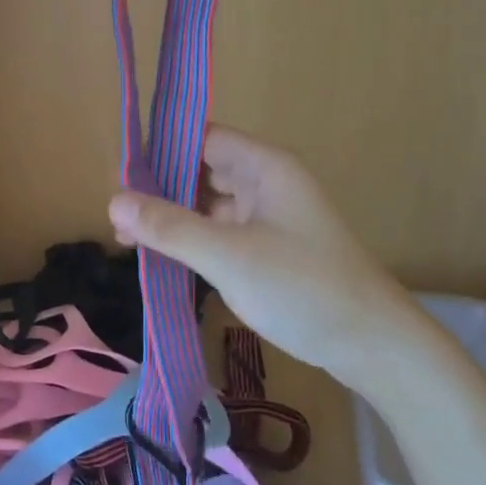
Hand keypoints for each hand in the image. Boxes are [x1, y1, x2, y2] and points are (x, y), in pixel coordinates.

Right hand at [107, 126, 408, 376]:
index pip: (203, 139)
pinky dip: (195, 240)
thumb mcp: (227, 255)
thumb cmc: (301, 286)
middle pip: (204, 170)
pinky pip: (223, 232)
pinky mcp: (271, 248)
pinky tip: (165, 257)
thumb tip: (113, 200)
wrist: (372, 345)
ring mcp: (271, 217)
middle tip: (118, 213)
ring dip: (176, 218)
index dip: (162, 152)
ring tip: (129, 238)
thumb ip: (169, 227)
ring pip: (211, 204)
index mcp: (264, 166)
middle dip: (162, 188)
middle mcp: (267, 182)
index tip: (121, 176)